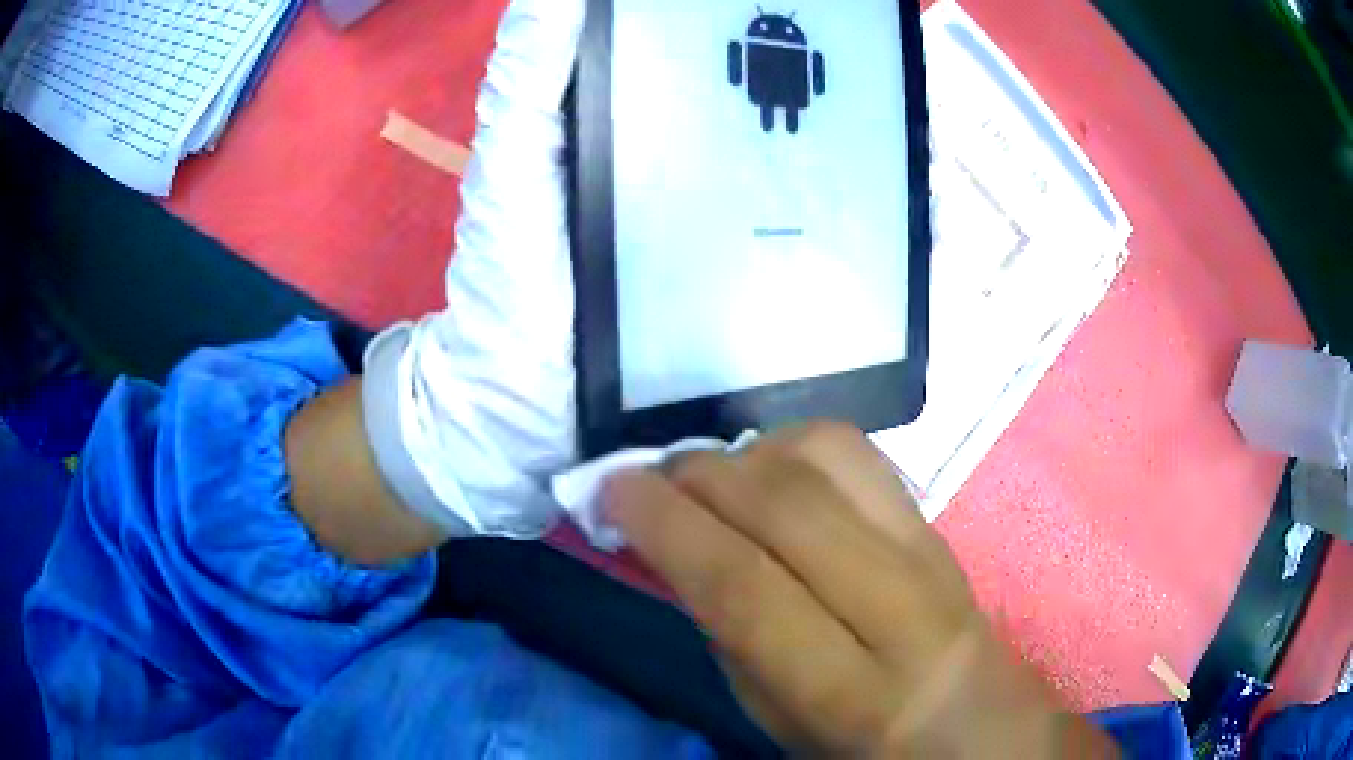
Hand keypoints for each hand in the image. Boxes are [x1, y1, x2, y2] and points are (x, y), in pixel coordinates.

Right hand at [607, 422, 1115, 756]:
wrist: (983, 727)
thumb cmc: (866, 749)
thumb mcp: (782, 726)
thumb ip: (730, 639)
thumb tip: (678, 550)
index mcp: (856, 696)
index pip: (747, 589)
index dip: (667, 527)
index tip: (610, 492)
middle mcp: (905, 612)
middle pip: (789, 506)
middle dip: (696, 474)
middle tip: (644, 477)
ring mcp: (934, 552)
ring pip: (830, 457)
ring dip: (745, 451)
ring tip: (704, 475)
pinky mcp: (940, 522)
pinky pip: (861, 453)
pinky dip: (793, 444)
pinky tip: (768, 469)